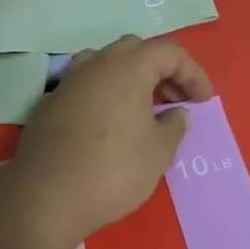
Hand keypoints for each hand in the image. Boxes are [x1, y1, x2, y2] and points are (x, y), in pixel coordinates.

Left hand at [12, 36, 212, 245]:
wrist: (47, 197)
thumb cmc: (114, 171)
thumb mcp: (159, 153)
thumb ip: (174, 126)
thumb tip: (176, 113)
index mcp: (127, 68)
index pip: (168, 53)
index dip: (192, 73)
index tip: (202, 101)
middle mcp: (94, 66)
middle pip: (133, 51)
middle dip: (159, 70)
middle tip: (173, 100)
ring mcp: (66, 84)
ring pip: (103, 65)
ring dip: (127, 80)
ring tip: (140, 109)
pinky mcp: (48, 106)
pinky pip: (83, 89)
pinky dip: (103, 97)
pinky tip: (108, 125)